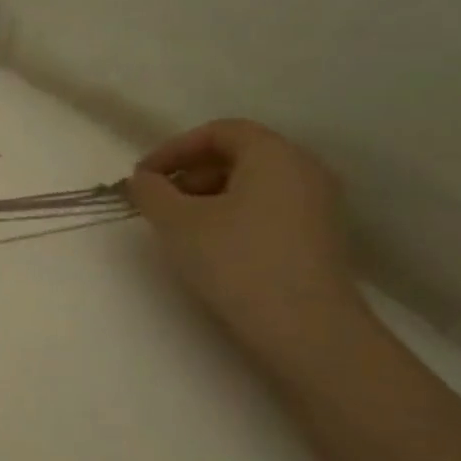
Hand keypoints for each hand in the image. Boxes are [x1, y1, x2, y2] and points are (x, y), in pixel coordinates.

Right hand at [129, 119, 363, 361]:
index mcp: (275, 155)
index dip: (174, 148)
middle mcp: (304, 171)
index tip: (142, 176)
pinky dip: (232, 214)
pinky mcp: (317, 238)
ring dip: (207, 196)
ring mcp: (317, 206)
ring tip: (178, 226)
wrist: (305, 329)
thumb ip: (151, 191)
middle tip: (157, 201)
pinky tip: (209, 245)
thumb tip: (144, 180)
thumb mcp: (176, 221)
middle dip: (189, 172)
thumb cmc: (236, 260)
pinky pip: (267, 209)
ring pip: (252, 184)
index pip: (219, 131)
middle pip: (237, 155)